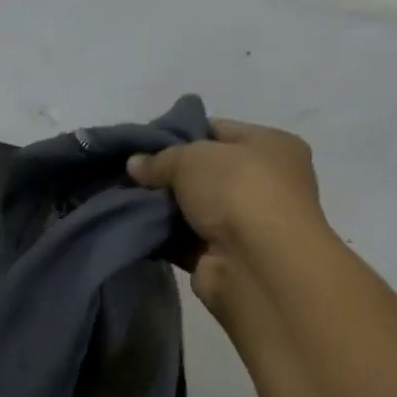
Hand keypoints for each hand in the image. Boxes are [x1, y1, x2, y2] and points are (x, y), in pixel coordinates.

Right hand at [126, 119, 326, 305]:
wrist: (256, 264)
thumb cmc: (237, 192)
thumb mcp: (193, 157)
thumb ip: (160, 159)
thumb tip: (134, 164)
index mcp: (272, 146)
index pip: (219, 132)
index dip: (180, 134)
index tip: (143, 145)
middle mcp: (264, 184)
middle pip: (205, 173)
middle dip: (168, 175)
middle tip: (129, 175)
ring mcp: (245, 225)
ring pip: (193, 210)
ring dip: (162, 209)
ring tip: (124, 201)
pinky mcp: (222, 258)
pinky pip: (185, 242)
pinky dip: (162, 238)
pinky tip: (134, 229)